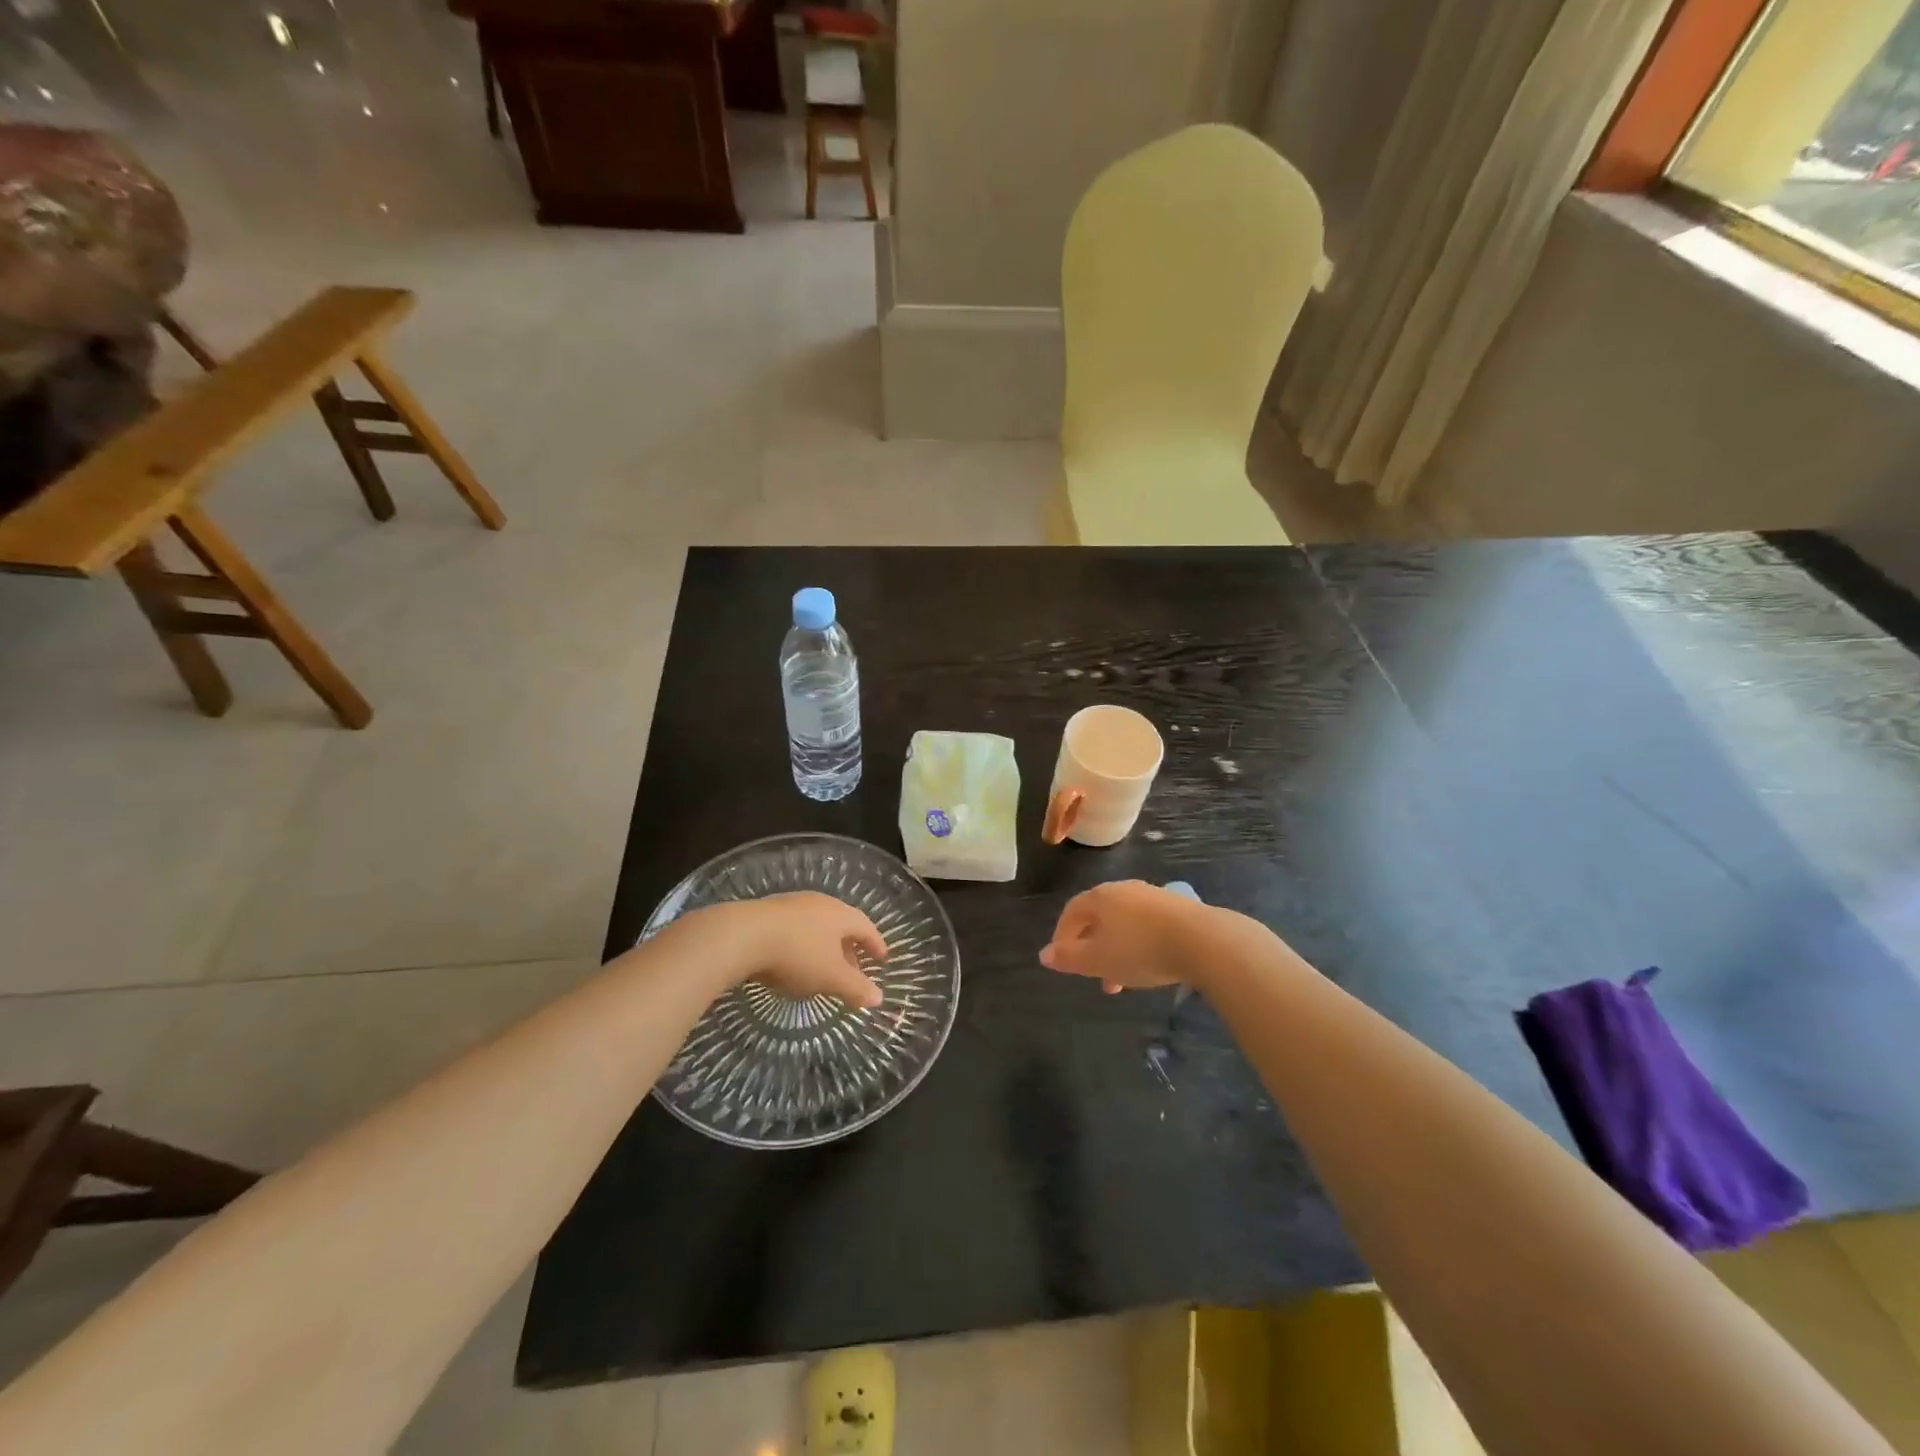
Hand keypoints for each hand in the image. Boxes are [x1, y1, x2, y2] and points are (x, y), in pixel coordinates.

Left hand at [730, 892, 886, 1007]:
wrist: (741, 936)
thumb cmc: (797, 954)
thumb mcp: (831, 977)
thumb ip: (856, 988)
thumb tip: (879, 998)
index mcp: (840, 914)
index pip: (866, 927)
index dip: (875, 944)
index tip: (882, 958)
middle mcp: (819, 903)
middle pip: (841, 925)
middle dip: (849, 949)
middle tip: (852, 970)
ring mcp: (791, 905)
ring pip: (816, 927)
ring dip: (823, 948)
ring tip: (821, 970)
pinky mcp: (766, 913)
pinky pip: (793, 930)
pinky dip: (801, 946)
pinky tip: (791, 964)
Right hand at [1040, 881, 1208, 993]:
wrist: (1202, 940)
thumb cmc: (1140, 950)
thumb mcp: (1097, 960)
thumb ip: (1069, 958)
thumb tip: (1044, 954)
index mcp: (1100, 897)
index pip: (1071, 912)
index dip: (1063, 936)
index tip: (1062, 961)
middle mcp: (1124, 890)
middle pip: (1098, 917)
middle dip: (1092, 947)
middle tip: (1093, 976)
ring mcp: (1152, 896)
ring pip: (1123, 924)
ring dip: (1116, 950)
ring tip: (1123, 980)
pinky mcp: (1177, 907)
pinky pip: (1147, 925)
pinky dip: (1139, 945)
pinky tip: (1149, 965)